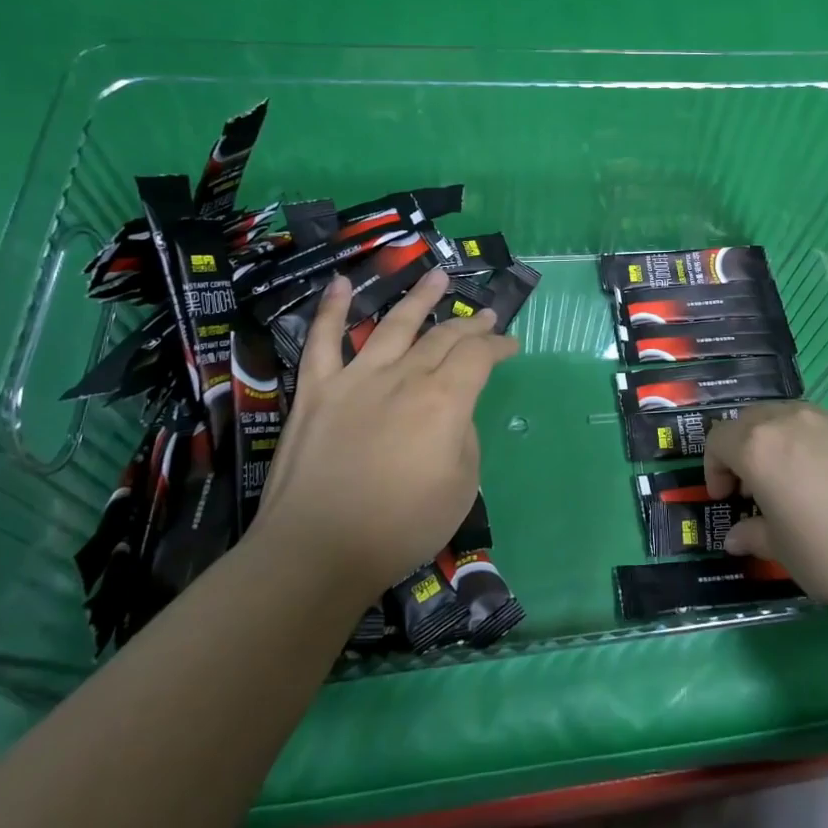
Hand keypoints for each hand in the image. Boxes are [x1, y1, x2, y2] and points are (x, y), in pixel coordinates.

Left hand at [253, 267, 518, 603]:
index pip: (479, 355)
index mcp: (444, 400)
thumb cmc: (400, 527)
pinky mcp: (316, 390)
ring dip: (419, 297)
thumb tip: (453, 413)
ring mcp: (356, 378)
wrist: (317, 551)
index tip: (511, 344)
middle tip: (486, 315)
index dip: (499, 344)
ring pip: (393, 324)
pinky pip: (323, 340)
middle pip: (443, 337)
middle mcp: (404, 376)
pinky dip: (332, 309)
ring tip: (437, 276)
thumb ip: (464, 437)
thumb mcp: (461, 487)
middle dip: (470, 324)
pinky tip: (341, 283)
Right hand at [705, 401, 827, 633]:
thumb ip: (753, 536)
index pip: (718, 440)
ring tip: (792, 484)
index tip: (725, 499)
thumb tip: (737, 537)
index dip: (713, 468)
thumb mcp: (783, 553)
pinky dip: (812, 447)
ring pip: (788, 418)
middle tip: (752, 489)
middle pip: (750, 420)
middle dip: (741, 449)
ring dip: (776, 443)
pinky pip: (824, 429)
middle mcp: (792, 421)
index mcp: (759, 446)